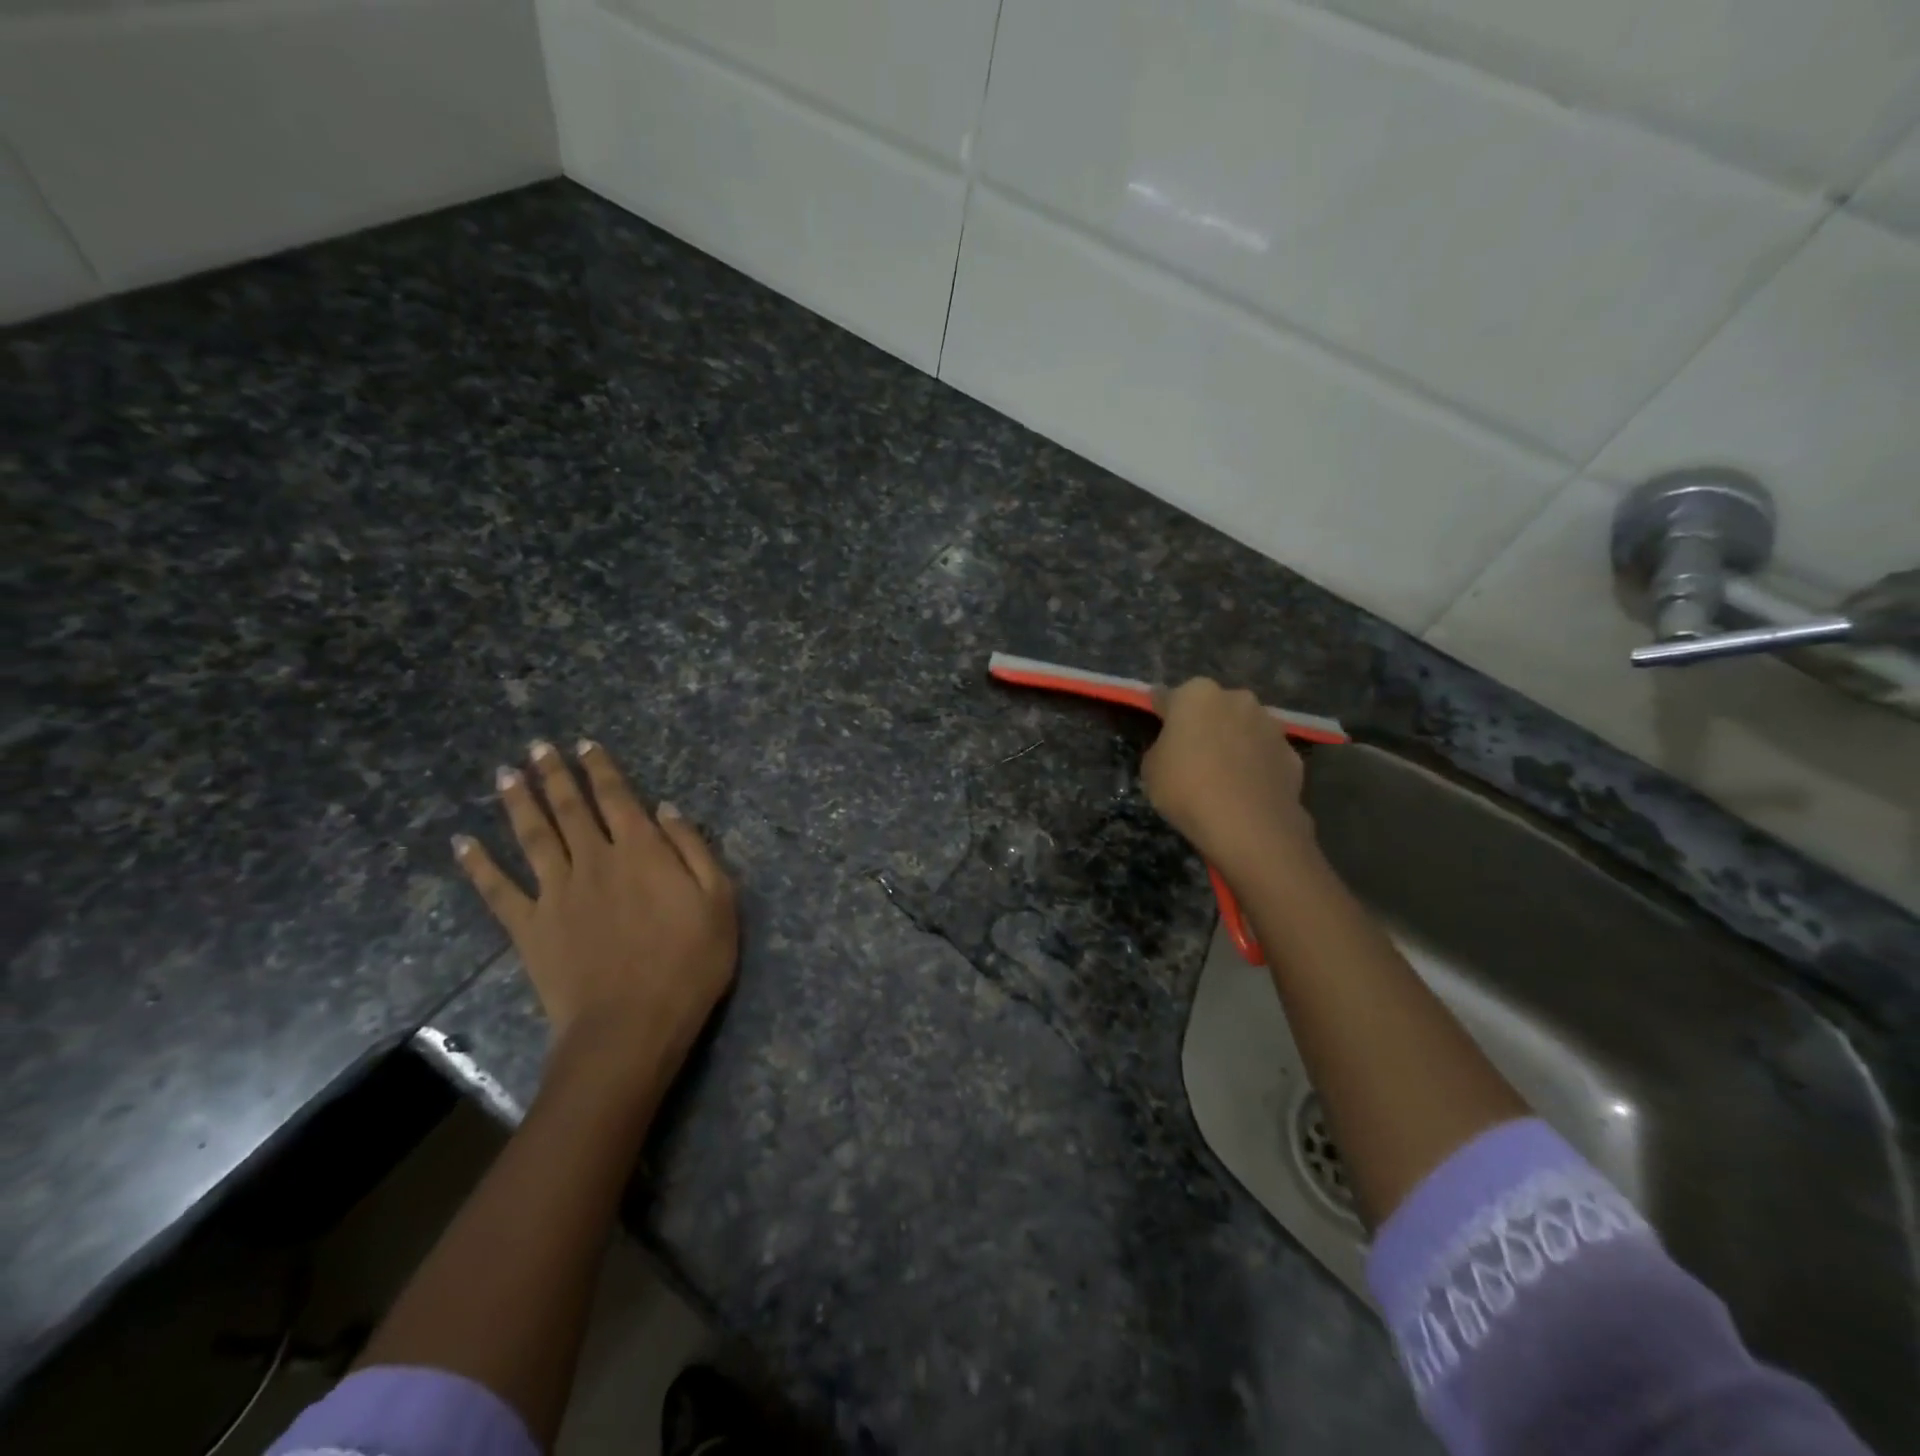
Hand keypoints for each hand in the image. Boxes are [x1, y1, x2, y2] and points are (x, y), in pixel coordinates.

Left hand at [454, 740, 736, 1085]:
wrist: (631, 1026)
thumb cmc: (689, 963)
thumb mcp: (719, 901)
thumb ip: (694, 849)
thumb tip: (667, 809)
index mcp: (642, 851)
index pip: (618, 798)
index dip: (601, 769)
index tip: (586, 745)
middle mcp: (594, 860)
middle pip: (570, 808)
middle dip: (555, 775)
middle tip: (538, 747)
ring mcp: (557, 892)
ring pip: (533, 836)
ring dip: (518, 802)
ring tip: (504, 773)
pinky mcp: (530, 927)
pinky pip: (498, 890)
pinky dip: (478, 865)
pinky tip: (463, 843)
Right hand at [1141, 678, 1314, 884]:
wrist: (1248, 825)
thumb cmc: (1187, 788)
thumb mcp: (1151, 769)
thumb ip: (1161, 747)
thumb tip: (1174, 746)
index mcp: (1195, 695)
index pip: (1167, 698)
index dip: (1159, 714)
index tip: (1156, 727)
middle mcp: (1236, 698)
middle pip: (1212, 708)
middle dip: (1203, 724)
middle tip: (1191, 754)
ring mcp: (1269, 724)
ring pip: (1243, 728)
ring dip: (1233, 742)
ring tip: (1223, 776)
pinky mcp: (1292, 753)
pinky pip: (1265, 755)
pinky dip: (1257, 766)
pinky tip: (1247, 791)